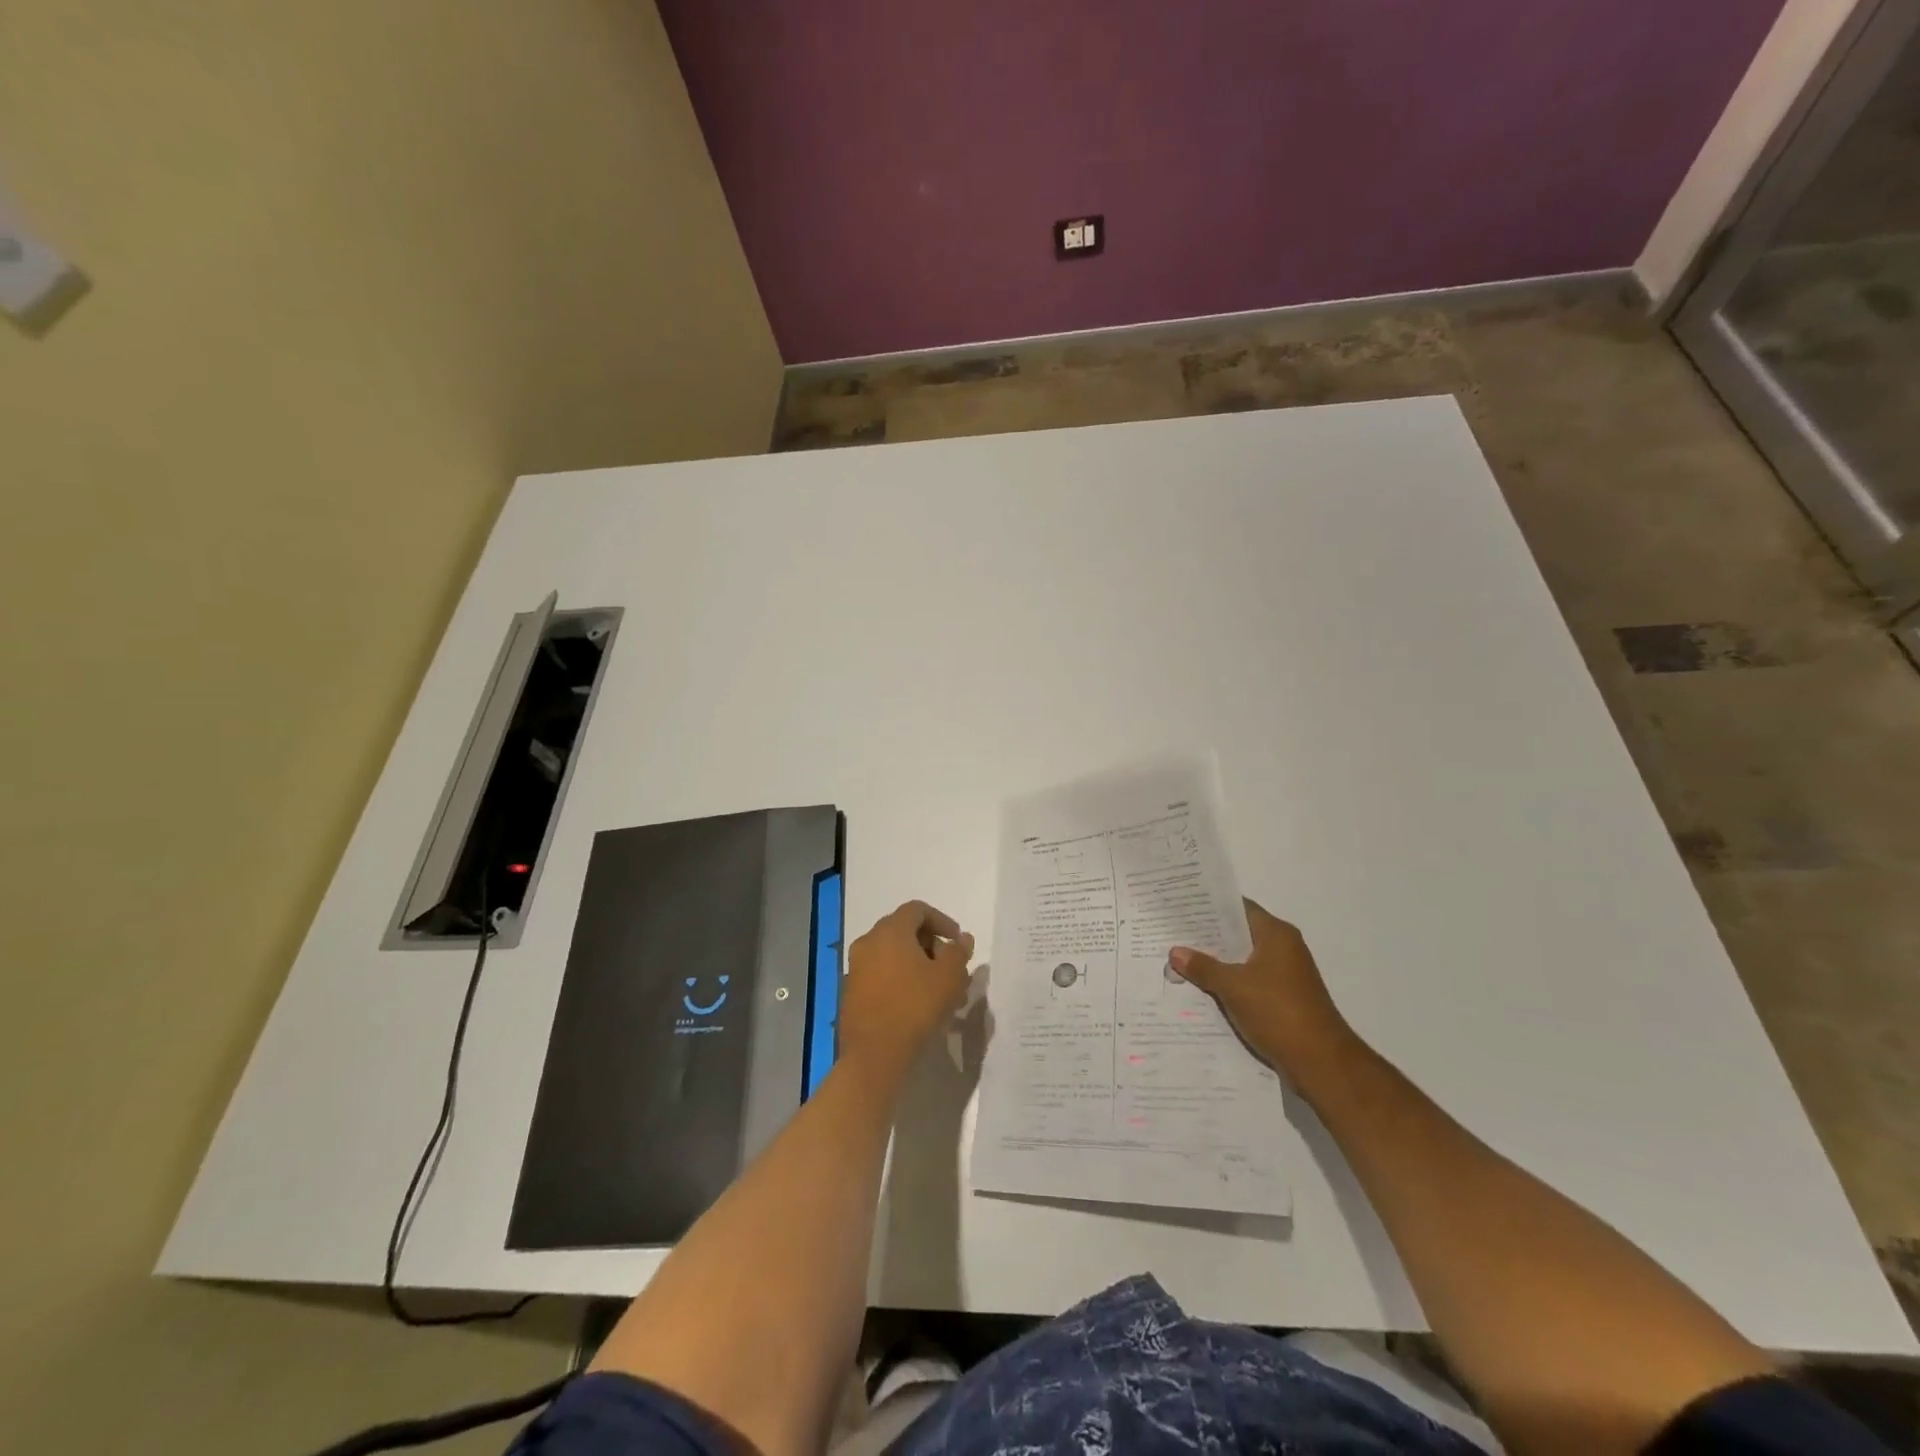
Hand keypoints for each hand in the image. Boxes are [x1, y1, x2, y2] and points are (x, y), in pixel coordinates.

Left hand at [838, 900, 973, 1087]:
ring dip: (915, 964)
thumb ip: (958, 952)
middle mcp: (868, 942)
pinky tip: (915, 1004)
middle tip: (949, 967)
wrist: (874, 1056)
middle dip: (930, 944)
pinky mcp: (850, 992)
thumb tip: (961, 939)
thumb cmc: (915, 1008)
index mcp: (890, 931)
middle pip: (902, 930)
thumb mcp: (949, 978)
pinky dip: (898, 979)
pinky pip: (879, 974)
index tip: (957, 942)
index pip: (917, 910)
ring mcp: (855, 968)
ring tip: (936, 990)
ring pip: (891, 954)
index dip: (941, 921)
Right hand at [1171, 899, 1357, 1085]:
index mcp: (1276, 935)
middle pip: (1240, 934)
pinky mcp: (1284, 999)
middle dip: (1208, 937)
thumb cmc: (1277, 1011)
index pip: (1239, 908)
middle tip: (1174, 933)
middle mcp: (1284, 949)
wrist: (1320, 1062)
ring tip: (1181, 960)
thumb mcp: (1233, 986)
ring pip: (1243, 960)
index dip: (1211, 907)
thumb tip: (1175, 951)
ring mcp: (1286, 975)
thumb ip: (1203, 967)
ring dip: (1218, 962)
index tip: (1182, 905)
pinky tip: (1203, 989)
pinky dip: (1230, 983)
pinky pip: (1250, 982)